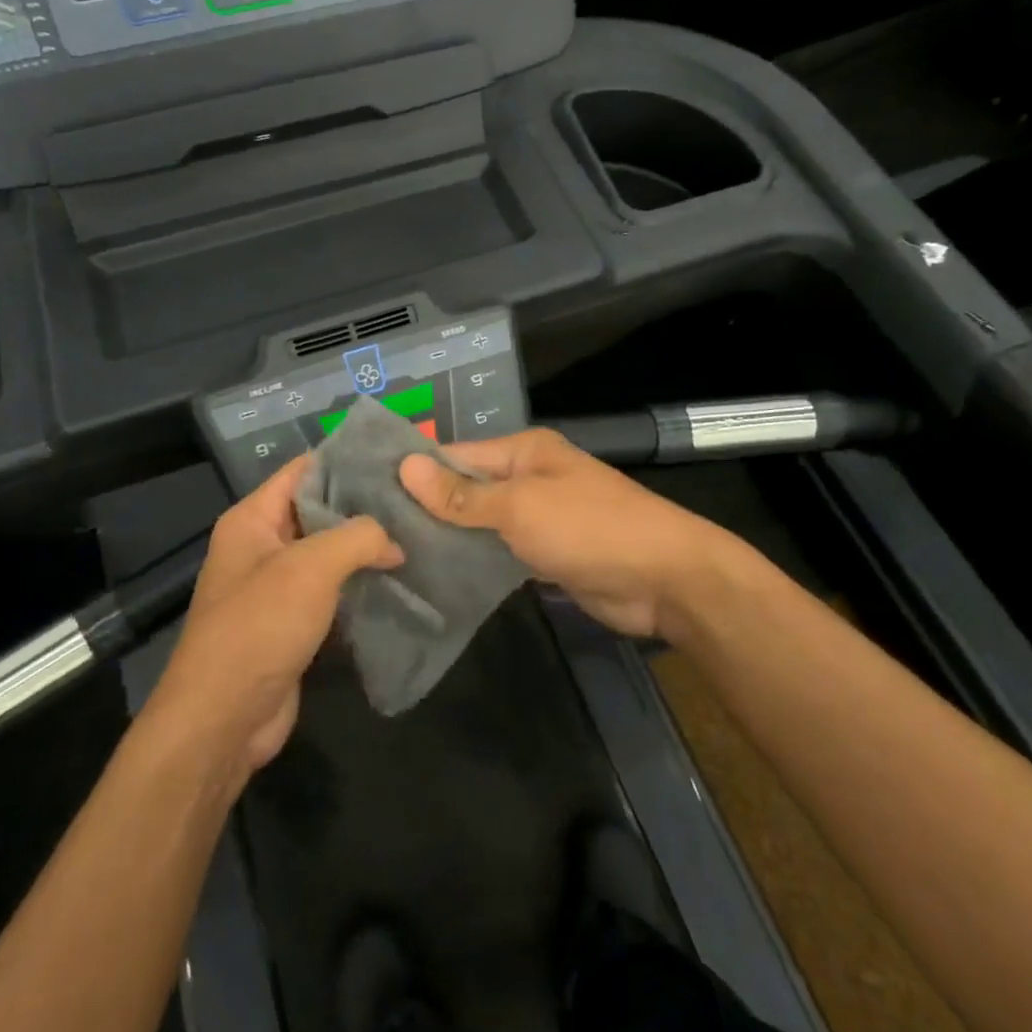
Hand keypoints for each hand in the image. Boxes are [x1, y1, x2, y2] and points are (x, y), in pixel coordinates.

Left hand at [147, 455, 400, 796]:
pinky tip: (399, 580)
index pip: (303, 470)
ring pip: (328, 554)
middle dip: (363, 507)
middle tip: (416, 499)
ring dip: (366, 549)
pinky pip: (330, 591)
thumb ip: (358, 537)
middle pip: (318, 511)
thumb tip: (394, 541)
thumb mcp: (311, 568)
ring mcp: (275, 586)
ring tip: (417, 535)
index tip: (394, 459)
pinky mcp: (291, 623)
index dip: (346, 460)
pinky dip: (359, 585)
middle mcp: (261, 545)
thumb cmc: (259, 627)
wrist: (222, 720)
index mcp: (253, 519)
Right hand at [399, 429, 743, 640]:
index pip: (455, 455)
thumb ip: (462, 494)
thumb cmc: (590, 528)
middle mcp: (527, 477)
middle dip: (426, 506)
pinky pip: (497, 550)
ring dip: (447, 535)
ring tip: (391, 553)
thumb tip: (405, 466)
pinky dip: (472, 559)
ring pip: (479, 521)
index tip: (367, 492)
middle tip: (371, 531)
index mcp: (523, 452)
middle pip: (465, 488)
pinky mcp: (543, 553)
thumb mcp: (520, 507)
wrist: (664, 580)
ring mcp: (536, 517)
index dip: (415, 472)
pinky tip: (434, 574)